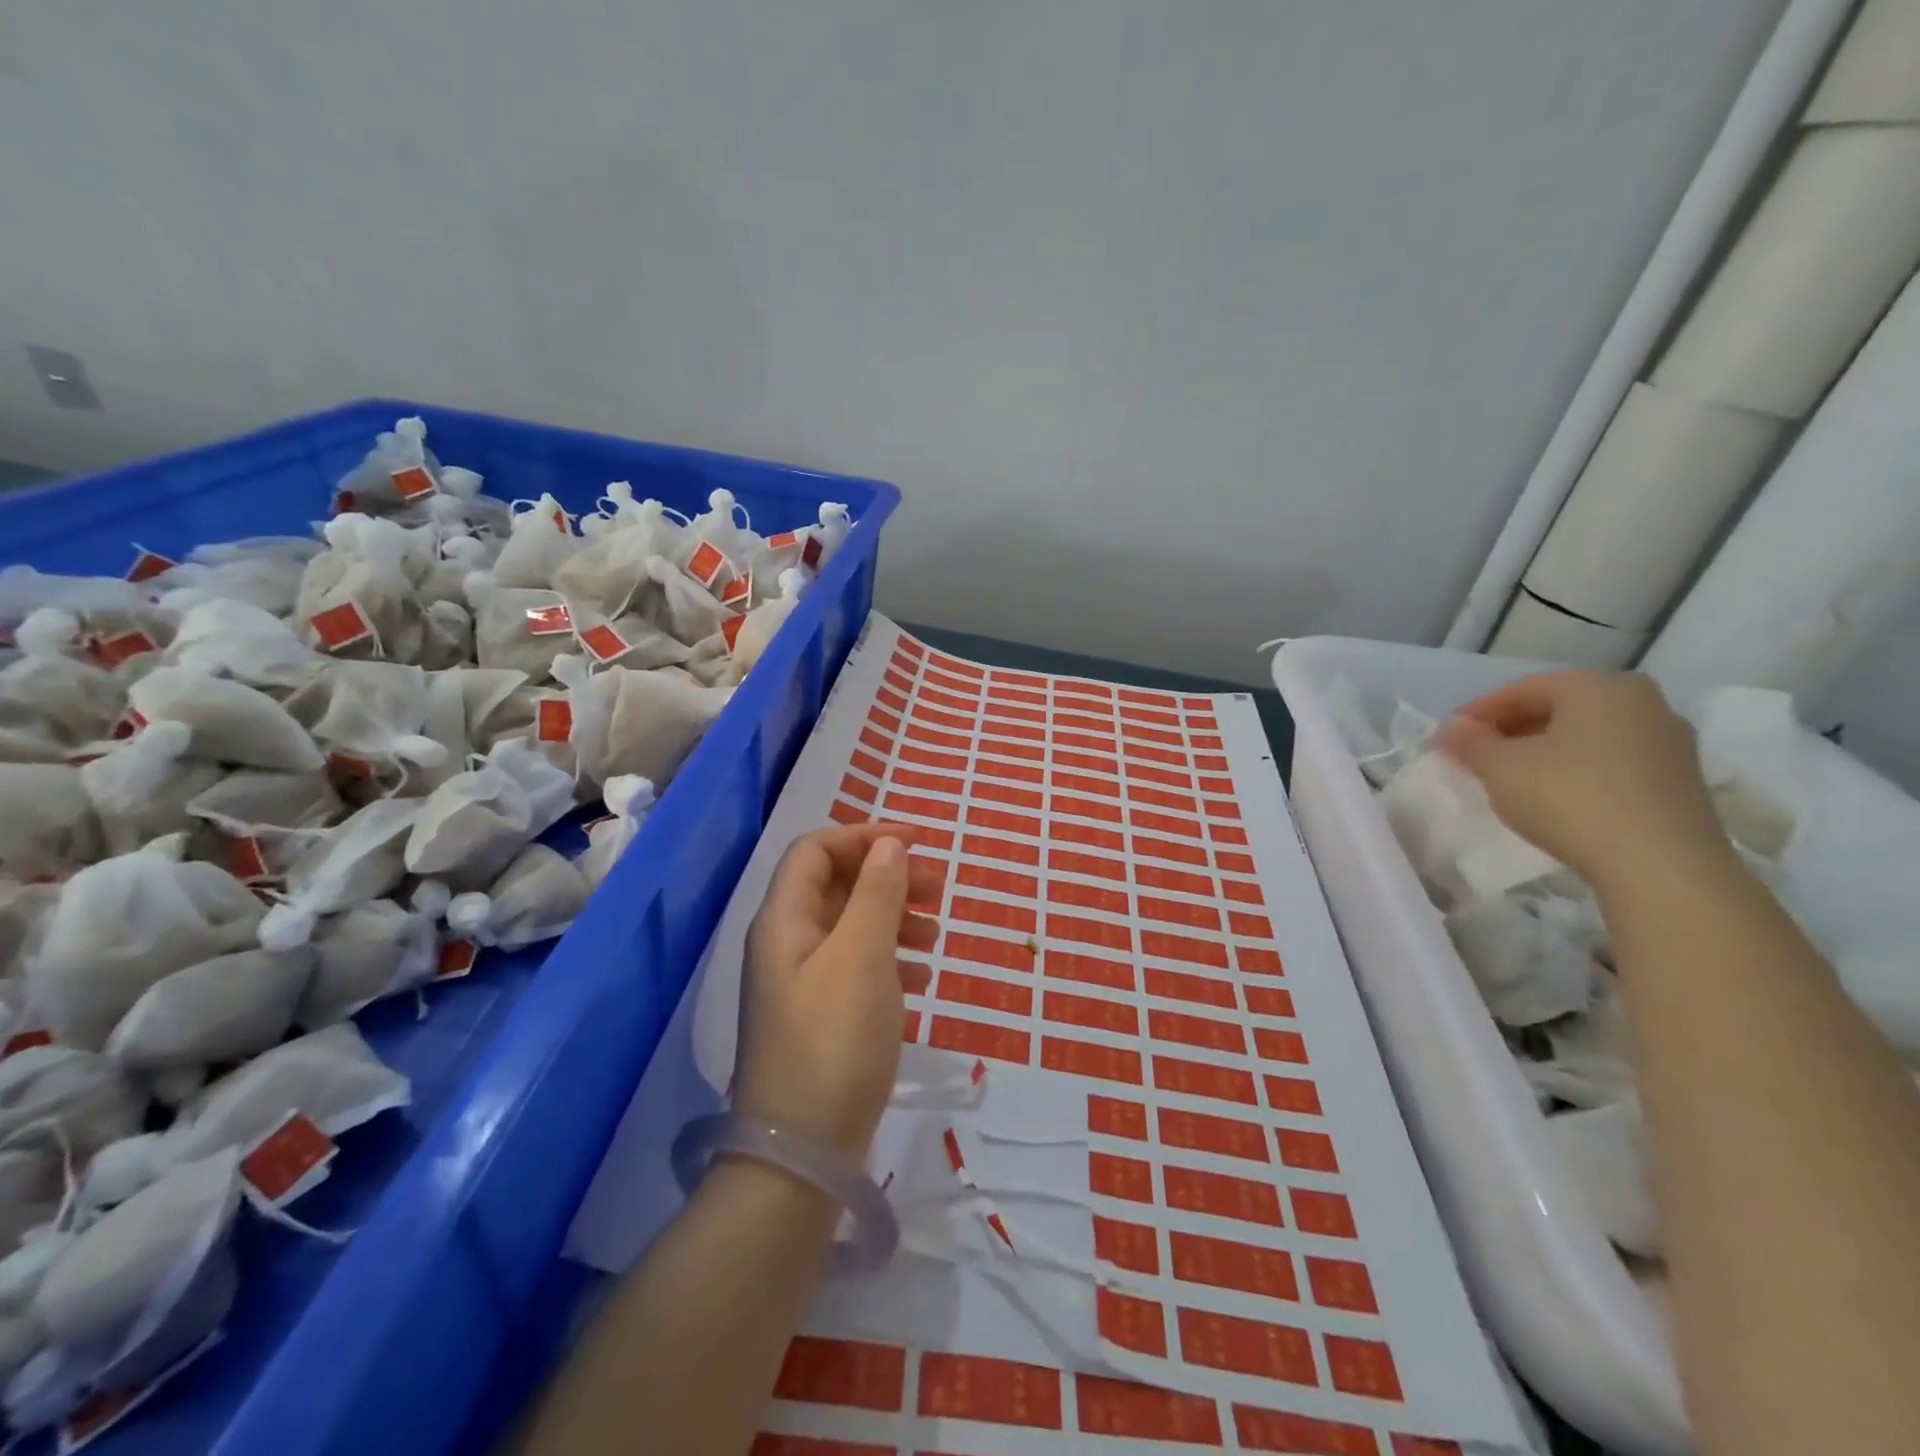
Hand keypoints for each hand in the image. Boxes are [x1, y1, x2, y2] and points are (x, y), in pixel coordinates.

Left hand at [733, 824, 941, 1159]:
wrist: (802, 1154)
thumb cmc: (834, 1041)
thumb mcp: (863, 958)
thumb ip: (877, 895)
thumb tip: (889, 845)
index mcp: (784, 921)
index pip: (816, 850)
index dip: (864, 837)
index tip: (916, 845)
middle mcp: (787, 944)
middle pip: (837, 886)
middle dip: (888, 878)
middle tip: (938, 889)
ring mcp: (802, 984)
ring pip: (851, 927)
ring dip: (894, 919)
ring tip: (935, 938)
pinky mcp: (820, 1018)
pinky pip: (858, 967)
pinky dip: (891, 961)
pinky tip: (921, 979)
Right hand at [1433, 670, 1730, 890]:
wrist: (1661, 865)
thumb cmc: (1569, 797)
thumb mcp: (1499, 767)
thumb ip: (1470, 742)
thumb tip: (1452, 728)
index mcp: (1597, 686)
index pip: (1521, 690)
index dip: (1477, 714)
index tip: (1447, 740)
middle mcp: (1641, 702)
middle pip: (1558, 709)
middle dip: (1511, 731)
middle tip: (1475, 757)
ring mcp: (1669, 742)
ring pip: (1586, 736)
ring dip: (1543, 751)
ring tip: (1509, 779)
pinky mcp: (1680, 781)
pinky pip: (1612, 762)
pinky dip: (1575, 771)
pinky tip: (1553, 797)